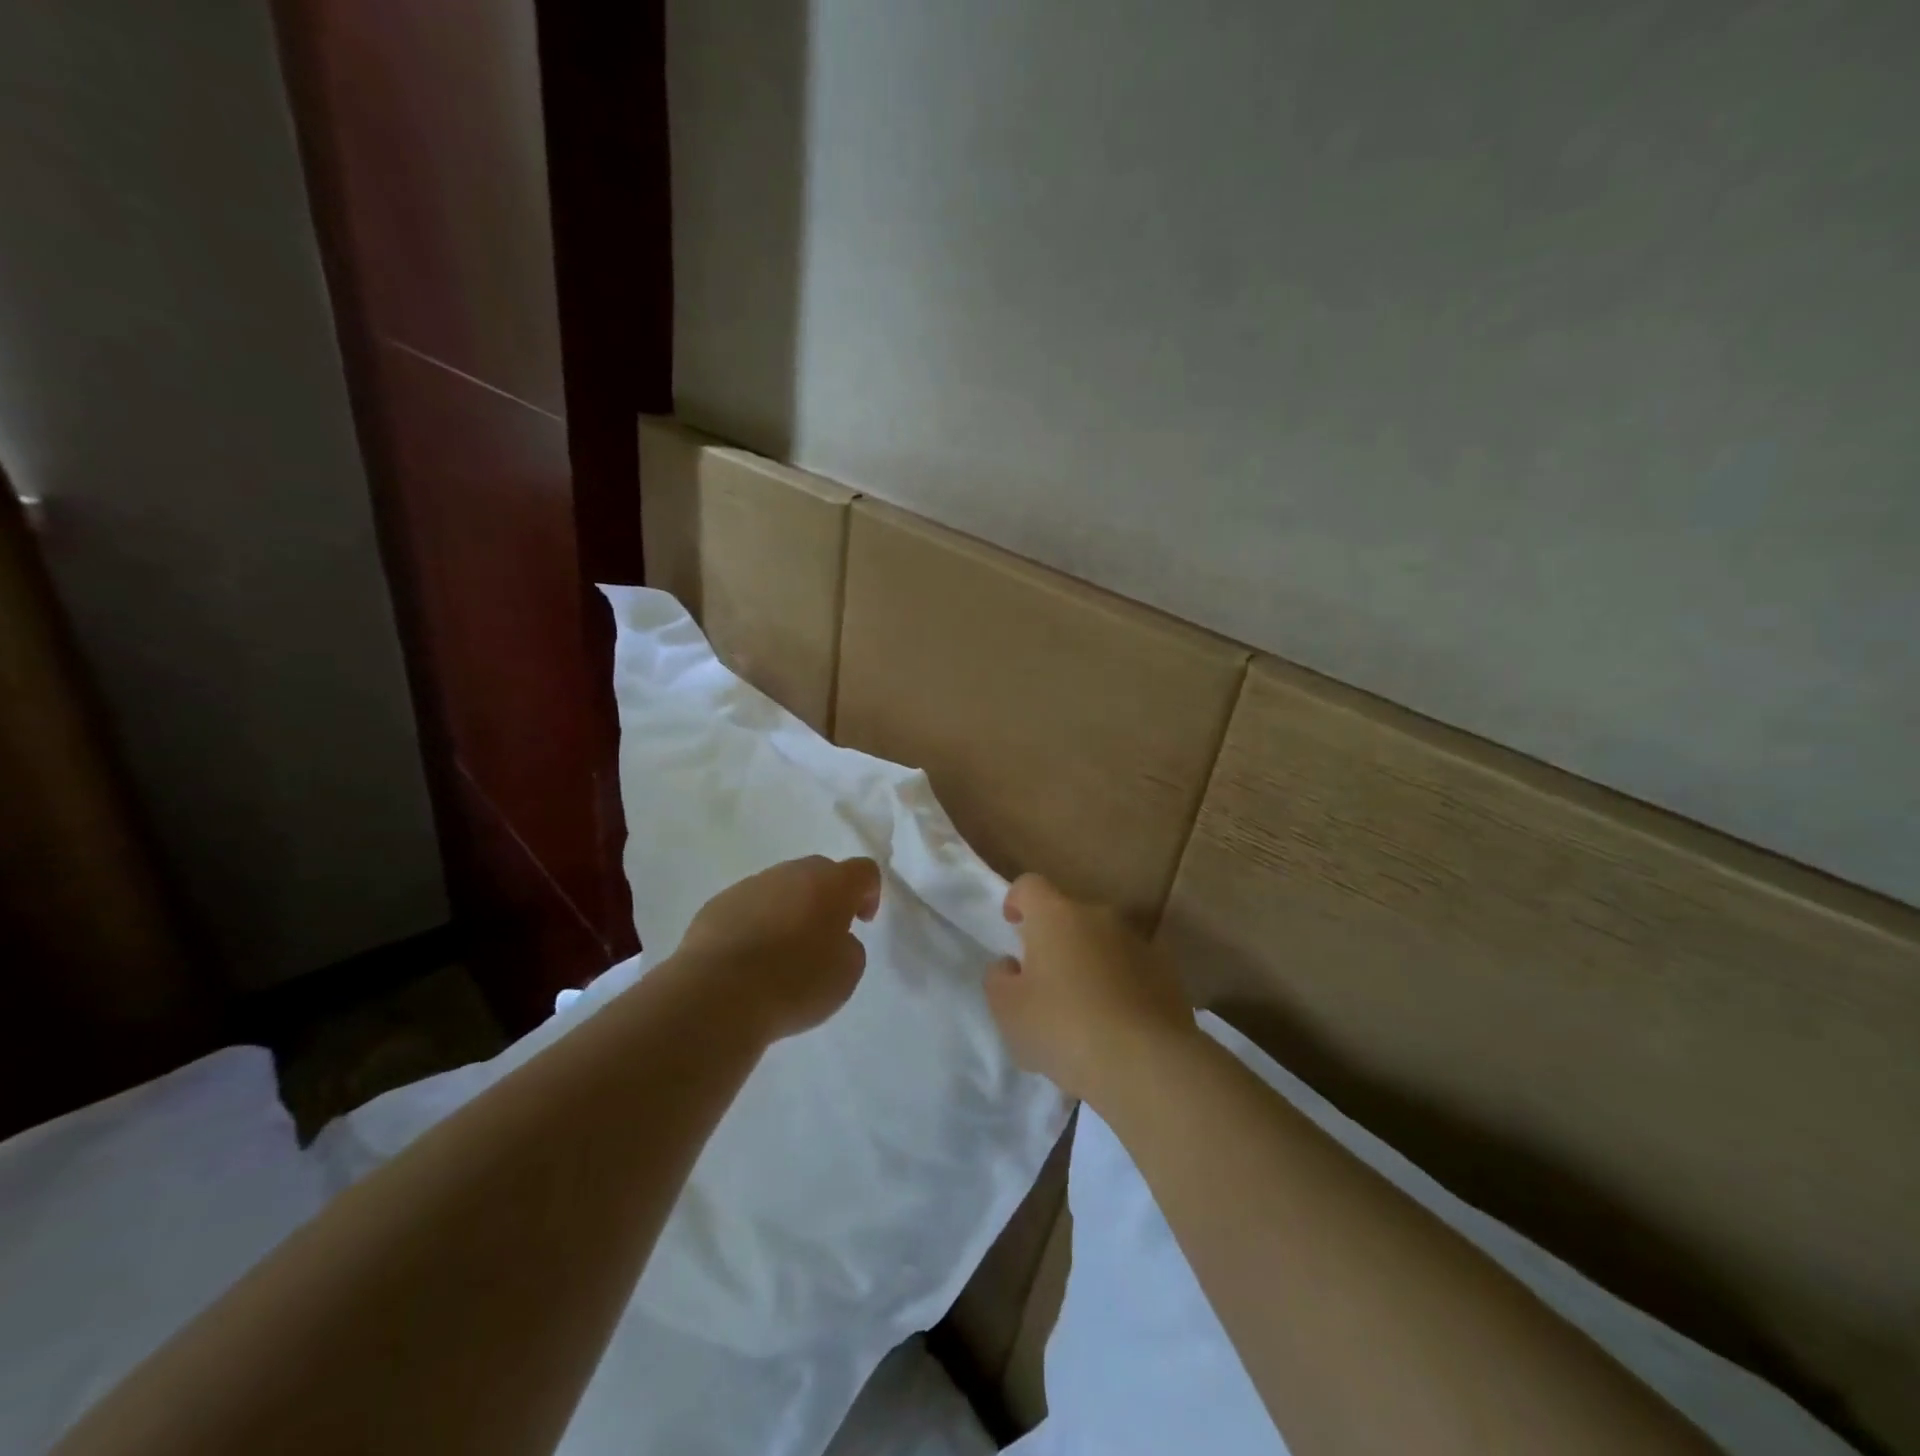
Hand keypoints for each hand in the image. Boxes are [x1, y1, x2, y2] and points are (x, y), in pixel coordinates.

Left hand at [674, 855, 882, 1041]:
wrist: (717, 996)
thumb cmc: (794, 983)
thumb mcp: (846, 973)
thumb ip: (849, 946)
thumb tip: (833, 939)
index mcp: (830, 884)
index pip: (863, 870)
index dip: (869, 893)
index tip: (861, 922)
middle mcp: (791, 874)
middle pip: (819, 873)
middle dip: (827, 898)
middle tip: (825, 935)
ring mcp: (750, 886)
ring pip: (780, 888)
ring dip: (789, 909)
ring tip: (782, 952)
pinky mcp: (717, 905)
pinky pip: (748, 907)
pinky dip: (756, 923)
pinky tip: (750, 958)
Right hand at [985, 873, 1194, 1104]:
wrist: (1145, 1062)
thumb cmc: (1063, 1028)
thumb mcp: (1008, 1010)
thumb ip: (999, 978)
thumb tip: (1011, 964)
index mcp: (1055, 915)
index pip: (1030, 886)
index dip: (1016, 900)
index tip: (1012, 925)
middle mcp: (1099, 916)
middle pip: (1069, 915)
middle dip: (1055, 940)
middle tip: (1045, 981)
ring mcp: (1138, 941)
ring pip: (1103, 942)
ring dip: (1090, 961)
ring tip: (1084, 1009)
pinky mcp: (1167, 971)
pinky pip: (1133, 967)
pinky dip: (1121, 983)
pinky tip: (1118, 1022)